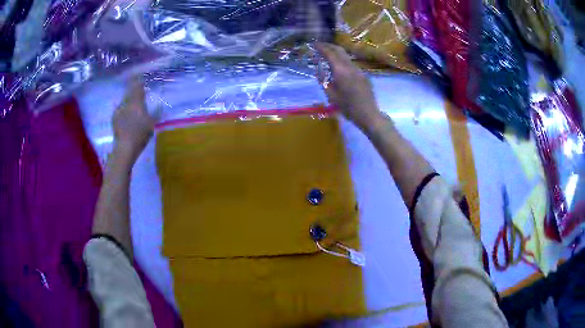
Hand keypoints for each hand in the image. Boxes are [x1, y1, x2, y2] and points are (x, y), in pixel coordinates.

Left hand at [112, 78, 156, 163]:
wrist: (125, 147)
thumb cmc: (140, 134)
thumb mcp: (152, 123)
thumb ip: (156, 113)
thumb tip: (161, 105)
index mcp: (137, 102)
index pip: (138, 87)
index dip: (139, 81)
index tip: (140, 77)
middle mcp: (127, 103)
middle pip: (130, 92)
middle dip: (133, 89)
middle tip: (137, 88)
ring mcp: (119, 110)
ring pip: (125, 100)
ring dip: (128, 99)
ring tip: (132, 101)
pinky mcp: (114, 118)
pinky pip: (120, 109)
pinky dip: (123, 108)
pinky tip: (125, 113)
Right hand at [315, 43, 381, 129]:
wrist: (368, 114)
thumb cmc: (348, 107)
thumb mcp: (331, 95)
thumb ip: (323, 80)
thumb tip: (318, 70)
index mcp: (341, 71)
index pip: (330, 53)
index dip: (321, 47)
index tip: (314, 44)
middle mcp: (350, 66)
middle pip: (339, 50)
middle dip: (329, 46)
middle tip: (320, 45)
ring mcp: (358, 70)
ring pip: (346, 56)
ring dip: (336, 52)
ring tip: (327, 55)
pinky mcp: (363, 75)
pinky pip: (350, 63)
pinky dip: (342, 60)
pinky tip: (338, 67)